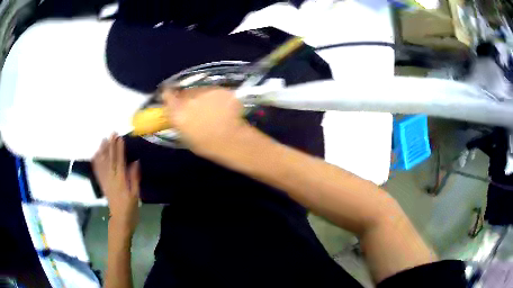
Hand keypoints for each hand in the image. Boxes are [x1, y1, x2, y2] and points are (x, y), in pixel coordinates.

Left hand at [92, 134, 140, 232]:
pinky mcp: (103, 185)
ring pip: (102, 164)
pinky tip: (96, 155)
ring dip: (103, 151)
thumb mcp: (135, 195)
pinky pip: (98, 172)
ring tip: (103, 140)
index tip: (119, 137)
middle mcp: (111, 179)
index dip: (119, 149)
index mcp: (120, 181)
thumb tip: (135, 162)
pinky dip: (96, 162)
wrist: (119, 221)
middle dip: (111, 146)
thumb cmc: (130, 209)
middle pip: (110, 159)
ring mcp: (105, 181)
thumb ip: (134, 178)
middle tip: (112, 133)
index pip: (119, 161)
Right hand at [162, 87, 249, 157]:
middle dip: (188, 98)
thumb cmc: (206, 145)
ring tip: (211, 110)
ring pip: (200, 90)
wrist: (231, 140)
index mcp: (177, 111)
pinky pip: (214, 92)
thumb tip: (176, 111)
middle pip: (185, 92)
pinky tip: (223, 108)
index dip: (169, 95)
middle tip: (196, 109)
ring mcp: (206, 91)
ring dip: (203, 97)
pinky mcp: (220, 89)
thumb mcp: (184, 135)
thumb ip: (178, 119)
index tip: (172, 97)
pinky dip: (217, 98)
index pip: (167, 94)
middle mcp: (189, 97)